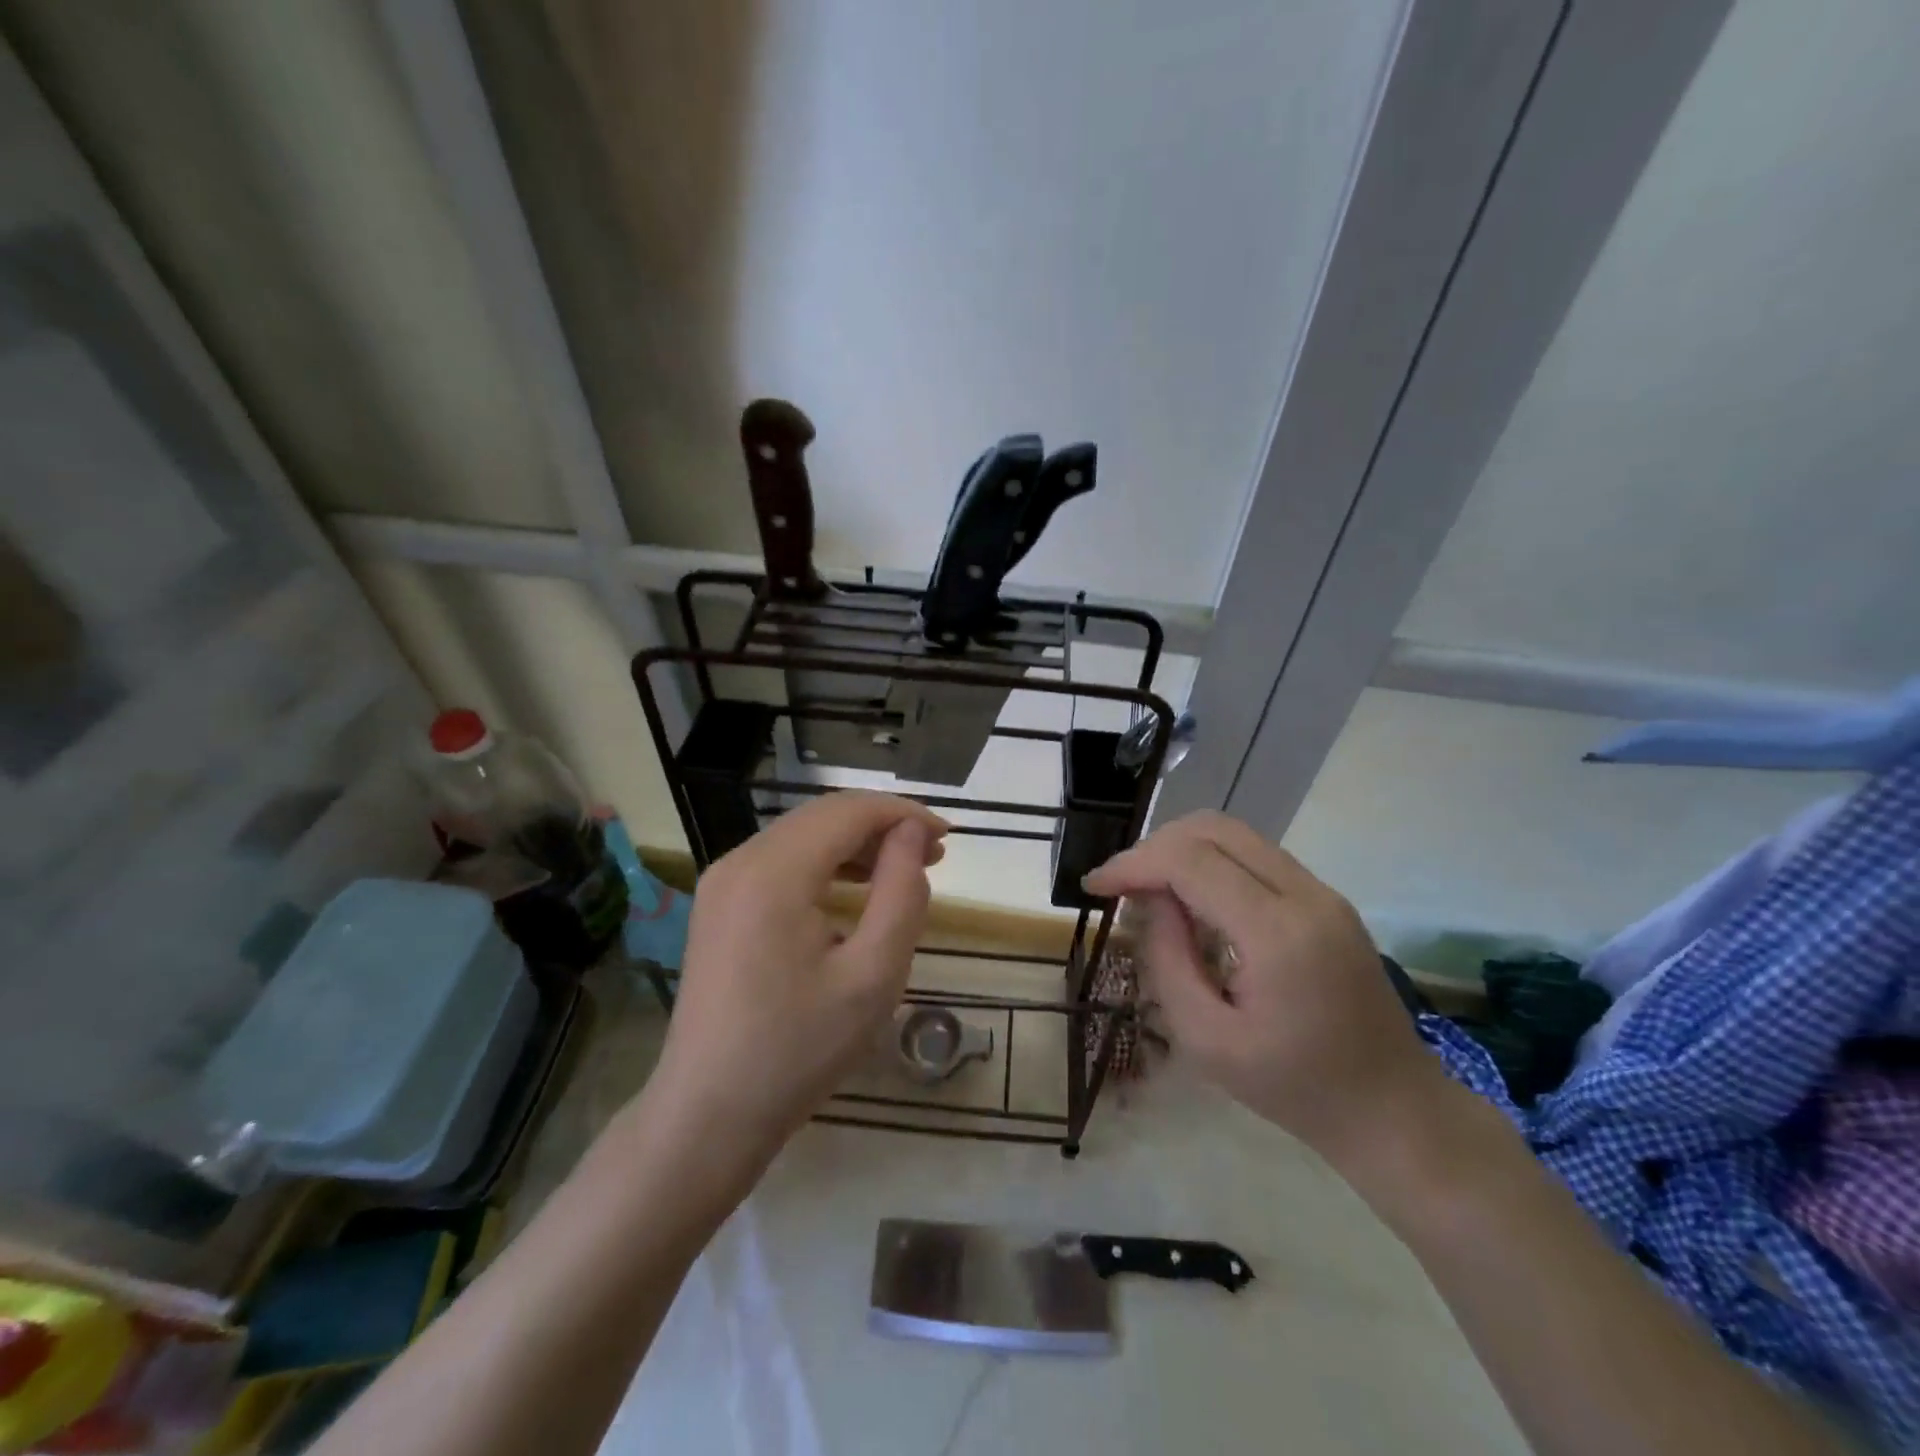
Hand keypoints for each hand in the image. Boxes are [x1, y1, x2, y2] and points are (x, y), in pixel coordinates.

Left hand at [644, 791, 948, 1166]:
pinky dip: (825, 865)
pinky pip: (781, 862)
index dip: (903, 814)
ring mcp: (723, 882)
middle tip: (934, 855)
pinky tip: (854, 890)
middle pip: (823, 817)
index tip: (947, 838)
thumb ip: (902, 893)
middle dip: (882, 827)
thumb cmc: (799, 1050)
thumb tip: (913, 833)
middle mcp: (740, 861)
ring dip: (855, 844)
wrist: (708, 1114)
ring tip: (904, 869)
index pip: (848, 812)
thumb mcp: (873, 975)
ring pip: (802, 836)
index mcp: (773, 873)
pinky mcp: (719, 905)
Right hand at [1085, 811, 1443, 1161]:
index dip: (1133, 863)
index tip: (1095, 886)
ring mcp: (1323, 892)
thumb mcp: (1207, 1041)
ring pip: (1236, 834)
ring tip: (1150, 891)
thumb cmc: (1295, 1089)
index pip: (1190, 861)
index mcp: (1278, 934)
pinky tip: (1193, 902)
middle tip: (1121, 886)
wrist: (1393, 1109)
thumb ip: (1167, 961)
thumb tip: (1149, 901)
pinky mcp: (1326, 900)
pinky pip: (1256, 857)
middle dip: (1155, 847)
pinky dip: (1212, 863)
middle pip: (1214, 829)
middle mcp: (1306, 895)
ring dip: (1182, 850)